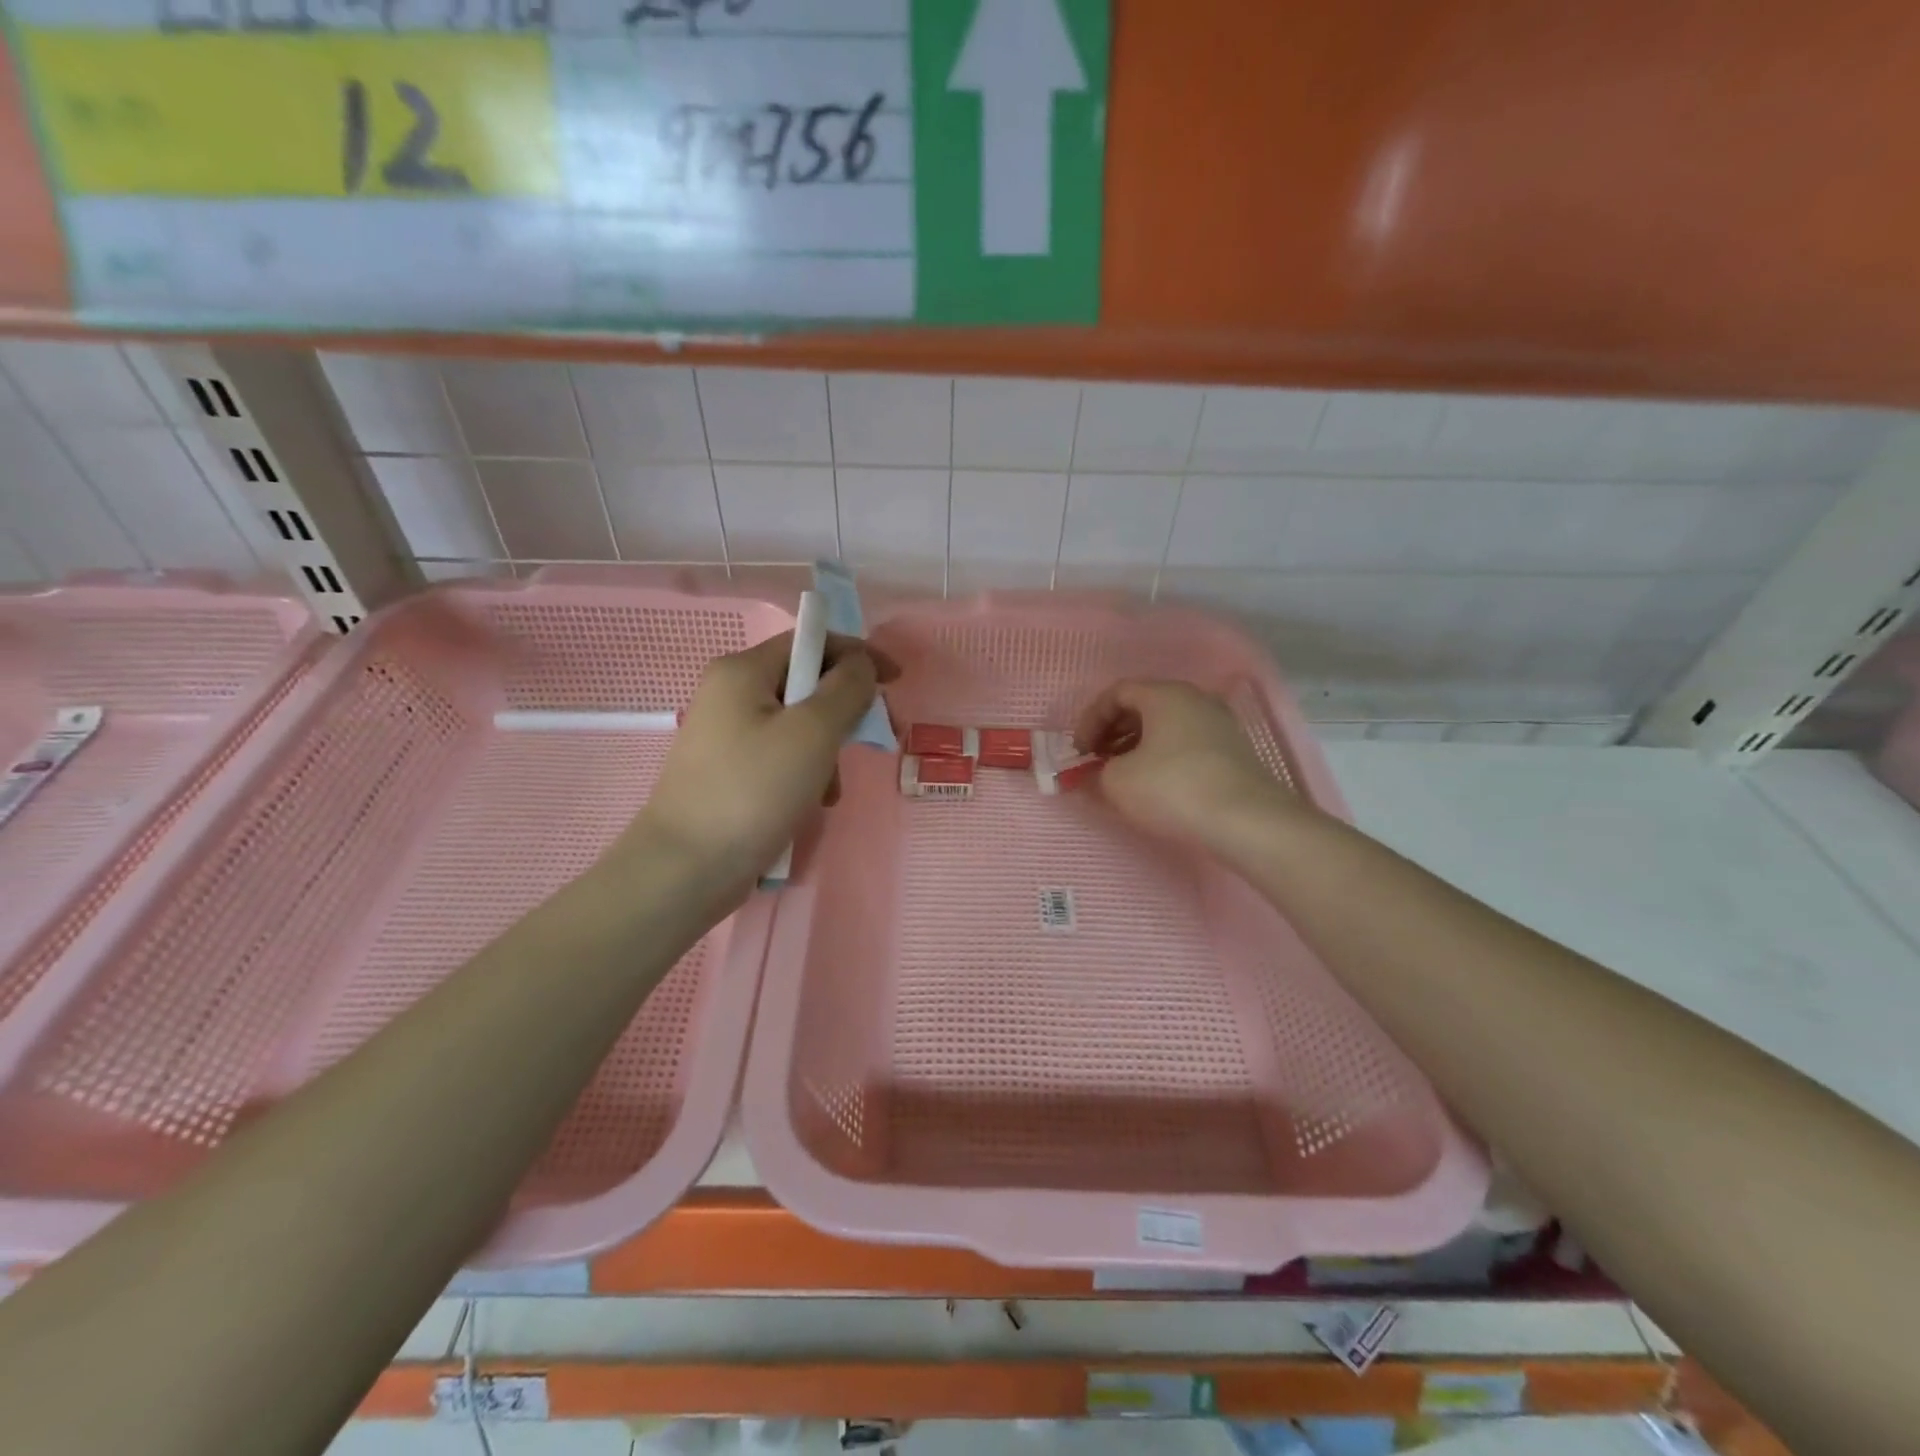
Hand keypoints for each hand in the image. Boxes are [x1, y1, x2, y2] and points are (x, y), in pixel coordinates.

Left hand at [629, 631, 895, 893]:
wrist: (687, 868)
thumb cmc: (754, 790)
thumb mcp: (813, 732)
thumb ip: (846, 688)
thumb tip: (860, 664)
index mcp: (742, 670)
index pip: (810, 642)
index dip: (857, 655)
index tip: (896, 681)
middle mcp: (729, 693)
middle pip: (805, 685)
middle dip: (843, 713)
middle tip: (872, 742)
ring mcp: (726, 735)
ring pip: (797, 726)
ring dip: (826, 752)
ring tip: (830, 791)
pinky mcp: (728, 771)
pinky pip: (781, 756)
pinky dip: (804, 774)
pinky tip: (811, 805)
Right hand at [1075, 679, 1294, 848]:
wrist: (1247, 821)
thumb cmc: (1173, 789)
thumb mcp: (1117, 782)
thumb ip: (1094, 774)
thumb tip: (1088, 776)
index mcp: (1165, 694)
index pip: (1116, 693)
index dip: (1090, 720)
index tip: (1079, 751)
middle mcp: (1195, 699)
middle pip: (1142, 706)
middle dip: (1112, 733)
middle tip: (1097, 762)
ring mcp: (1219, 724)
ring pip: (1166, 726)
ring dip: (1136, 747)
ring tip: (1123, 776)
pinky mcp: (1233, 751)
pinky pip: (1186, 743)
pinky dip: (1162, 757)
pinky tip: (1155, 786)